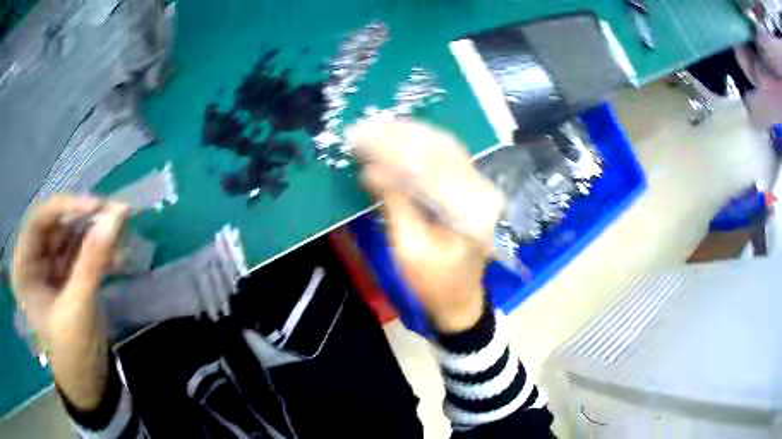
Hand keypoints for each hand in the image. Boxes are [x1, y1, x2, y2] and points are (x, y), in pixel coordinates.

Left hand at [12, 195, 128, 410]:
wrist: (88, 384)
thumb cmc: (72, 352)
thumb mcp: (79, 306)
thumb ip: (93, 259)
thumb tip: (117, 214)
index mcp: (24, 266)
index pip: (40, 219)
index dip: (67, 206)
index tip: (98, 206)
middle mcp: (34, 261)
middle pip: (58, 225)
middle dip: (86, 220)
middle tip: (117, 215)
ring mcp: (50, 269)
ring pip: (72, 236)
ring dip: (96, 236)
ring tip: (121, 237)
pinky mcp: (67, 277)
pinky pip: (82, 254)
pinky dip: (100, 253)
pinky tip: (118, 259)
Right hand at [347, 118, 504, 332]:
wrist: (460, 298)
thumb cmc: (433, 281)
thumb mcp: (409, 248)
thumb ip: (395, 204)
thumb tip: (371, 168)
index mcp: (469, 211)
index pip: (429, 167)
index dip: (393, 149)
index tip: (364, 137)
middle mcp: (480, 191)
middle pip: (440, 150)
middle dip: (401, 136)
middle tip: (367, 126)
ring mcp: (479, 187)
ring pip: (445, 148)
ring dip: (412, 135)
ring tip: (380, 126)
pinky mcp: (472, 188)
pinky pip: (448, 157)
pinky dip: (423, 145)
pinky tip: (401, 137)